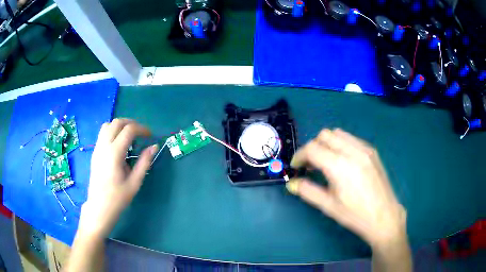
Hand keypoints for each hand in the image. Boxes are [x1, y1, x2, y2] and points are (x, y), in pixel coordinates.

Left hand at [79, 119, 157, 237]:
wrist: (99, 207)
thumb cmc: (118, 198)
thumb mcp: (134, 182)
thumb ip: (144, 162)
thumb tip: (153, 147)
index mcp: (114, 153)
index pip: (129, 130)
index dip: (142, 129)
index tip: (150, 136)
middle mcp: (104, 146)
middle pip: (117, 122)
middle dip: (131, 123)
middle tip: (141, 133)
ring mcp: (97, 148)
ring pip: (108, 125)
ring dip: (120, 126)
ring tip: (129, 136)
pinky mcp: (95, 152)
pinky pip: (102, 133)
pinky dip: (113, 131)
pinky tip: (119, 144)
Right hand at [287, 128, 406, 247]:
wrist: (384, 216)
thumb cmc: (355, 215)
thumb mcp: (328, 206)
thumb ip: (307, 191)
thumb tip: (291, 183)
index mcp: (340, 166)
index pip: (312, 148)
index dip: (299, 155)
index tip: (296, 167)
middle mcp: (352, 151)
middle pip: (324, 135)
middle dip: (313, 147)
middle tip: (311, 165)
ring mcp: (364, 149)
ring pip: (338, 133)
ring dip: (327, 143)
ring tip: (326, 161)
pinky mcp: (372, 151)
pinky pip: (351, 138)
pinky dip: (341, 144)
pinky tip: (343, 161)